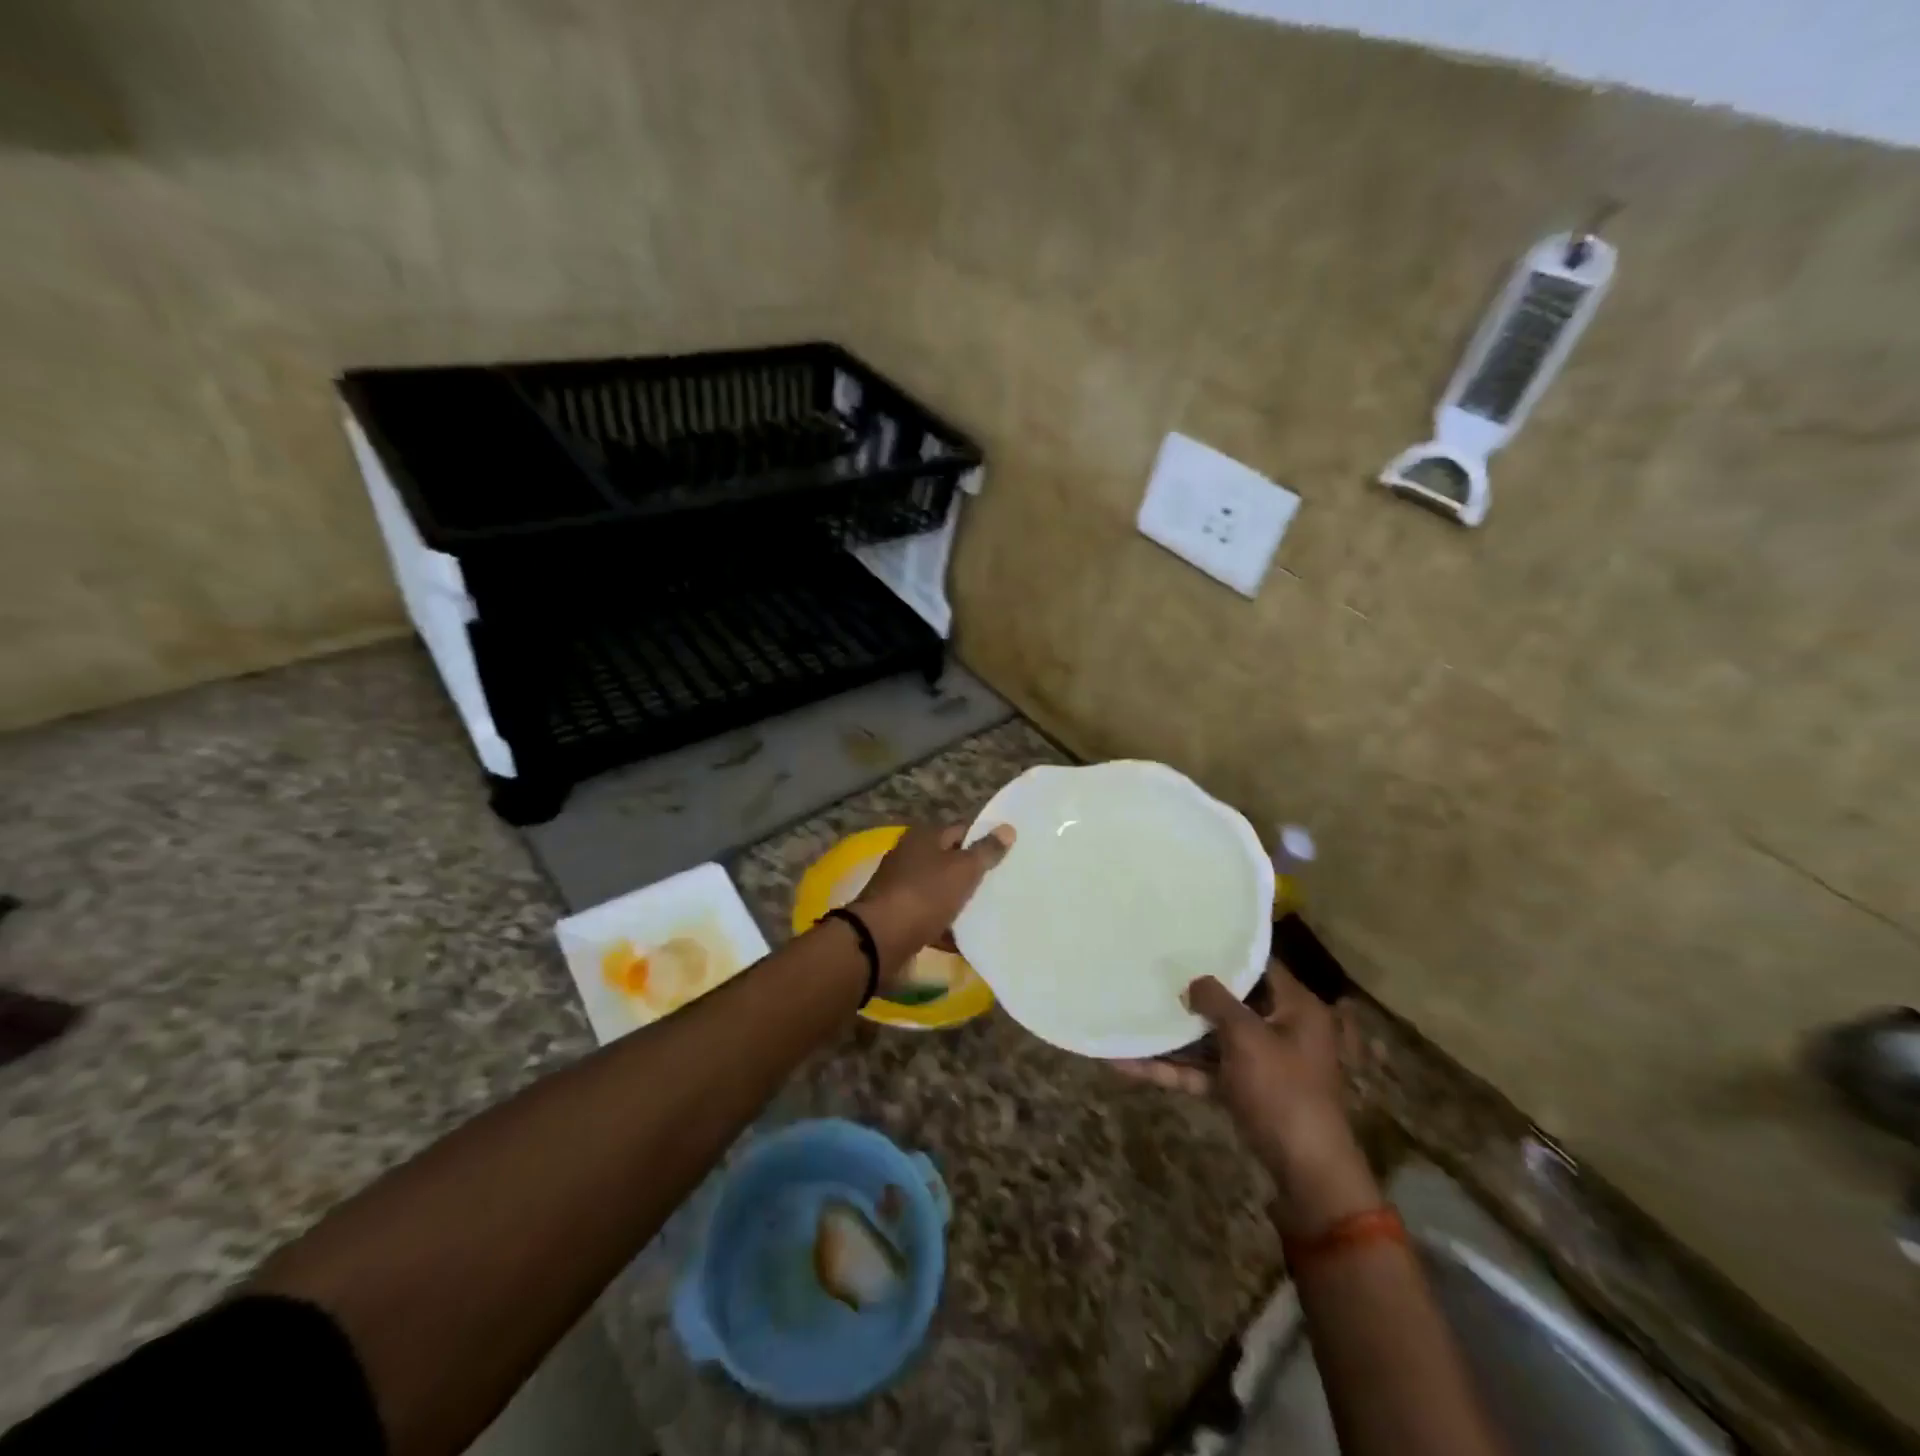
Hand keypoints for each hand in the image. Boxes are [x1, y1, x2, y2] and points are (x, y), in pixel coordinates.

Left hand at [851, 823, 1015, 985]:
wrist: (880, 940)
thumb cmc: (925, 895)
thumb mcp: (962, 870)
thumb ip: (986, 850)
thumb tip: (1007, 828)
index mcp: (923, 837)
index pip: (962, 830)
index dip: (985, 840)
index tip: (1009, 854)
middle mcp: (909, 856)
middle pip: (950, 861)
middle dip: (974, 873)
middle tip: (1005, 884)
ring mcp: (901, 887)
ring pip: (941, 890)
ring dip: (960, 902)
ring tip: (991, 912)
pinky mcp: (899, 916)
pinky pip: (930, 917)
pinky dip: (946, 927)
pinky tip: (967, 939)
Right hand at [1115, 964, 1379, 1235]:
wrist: (1307, 1174)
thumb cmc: (1283, 1091)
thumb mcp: (1248, 1037)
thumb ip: (1217, 1001)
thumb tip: (1193, 982)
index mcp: (1295, 1008)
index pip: (1260, 965)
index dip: (1226, 950)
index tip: (1187, 937)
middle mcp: (1279, 1029)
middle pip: (1231, 1001)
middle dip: (1191, 992)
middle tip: (1151, 969)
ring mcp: (1258, 1063)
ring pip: (1210, 1039)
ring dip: (1172, 1034)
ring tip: (1129, 1013)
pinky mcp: (1240, 1091)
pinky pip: (1202, 1071)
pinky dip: (1171, 1069)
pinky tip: (1126, 1064)